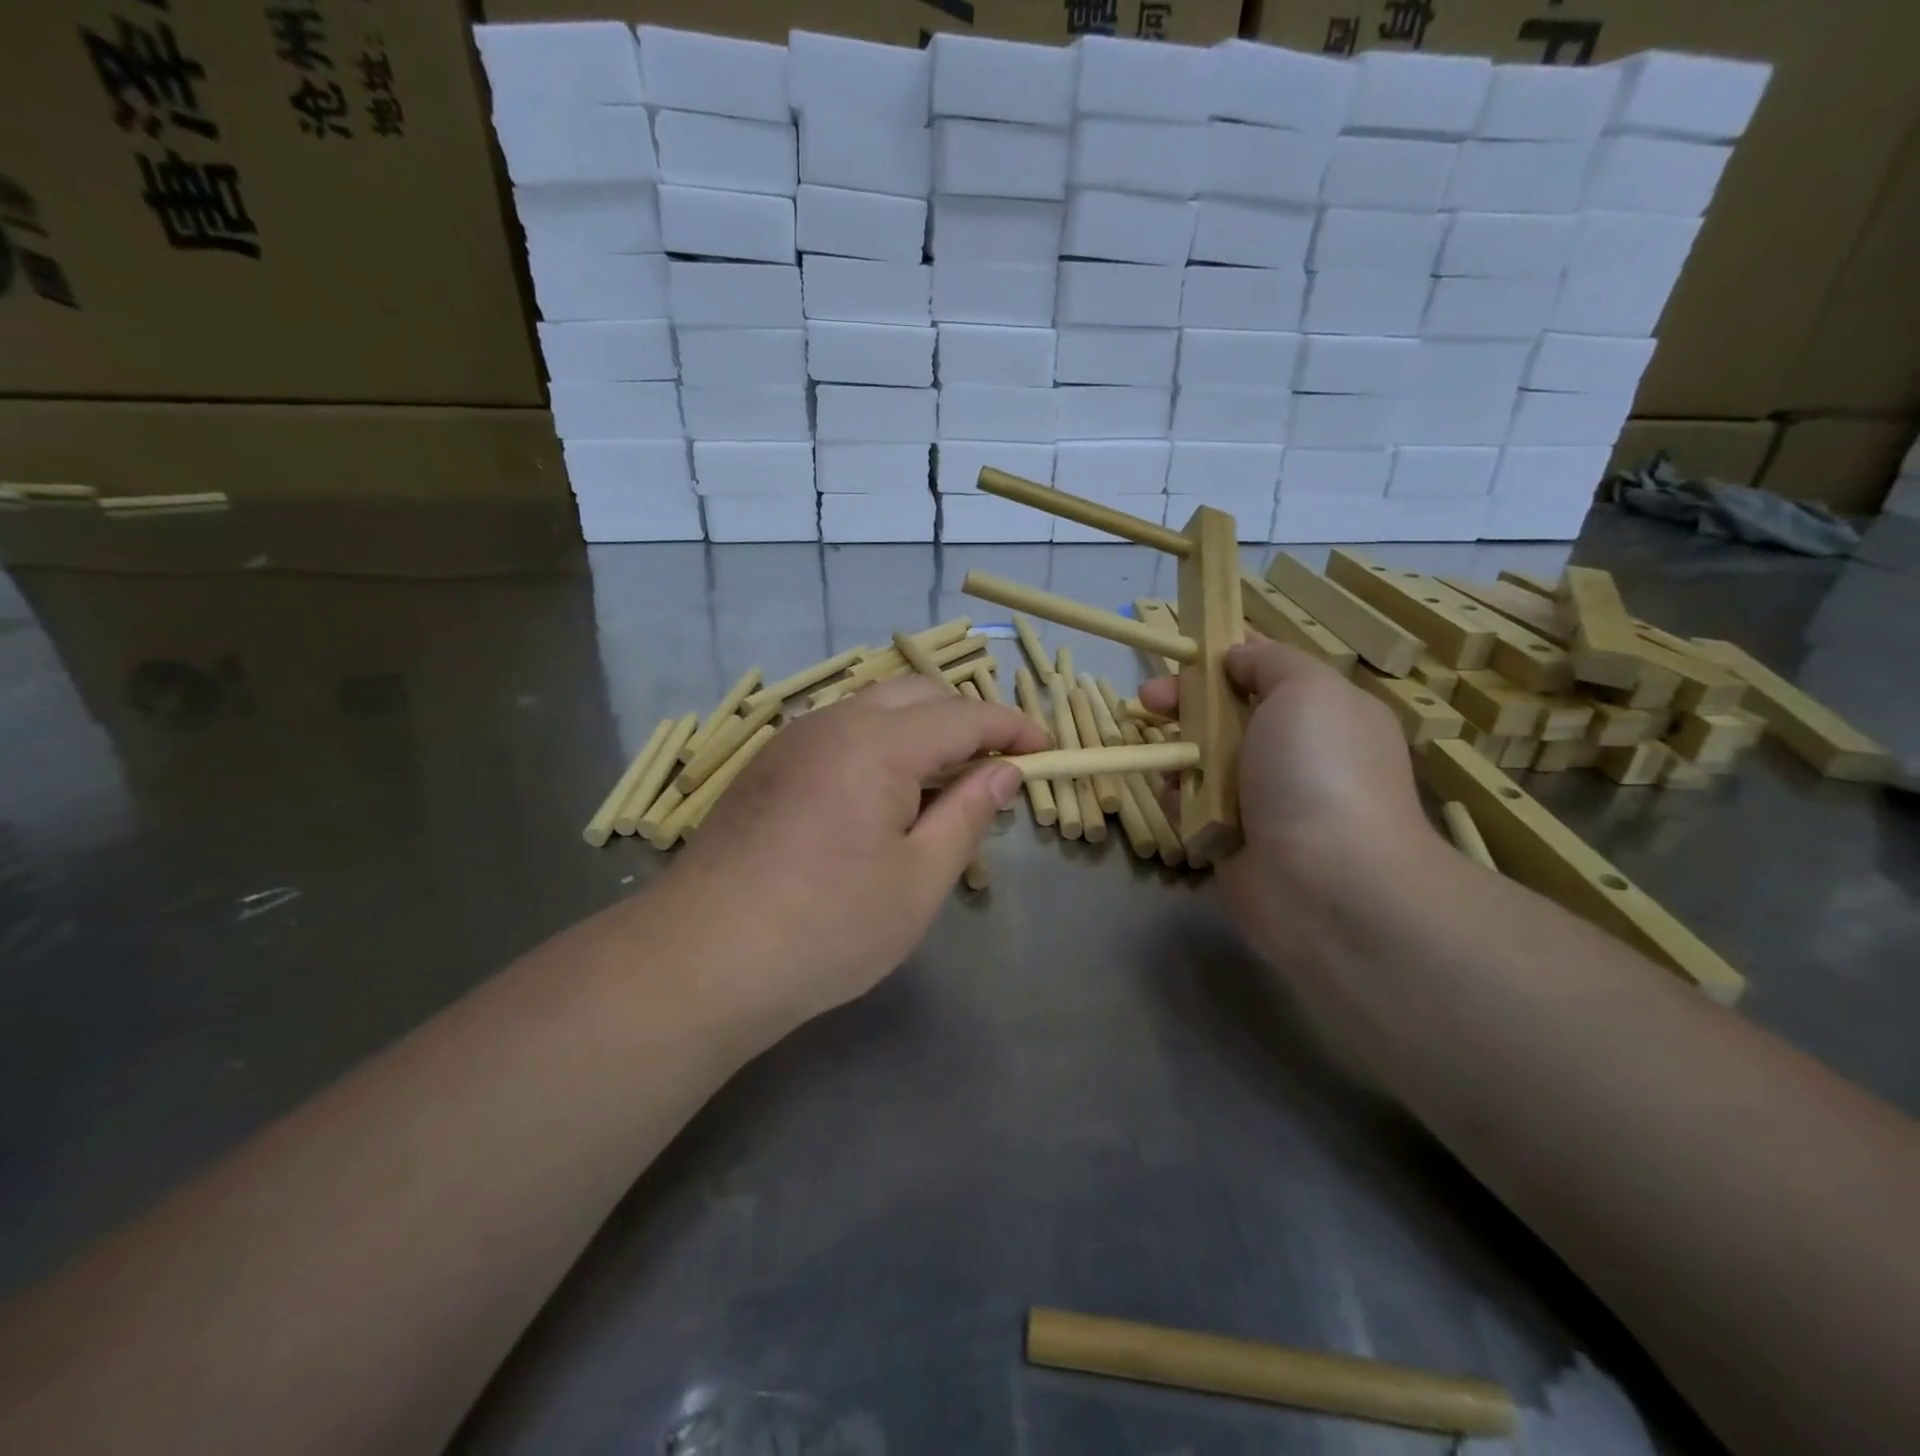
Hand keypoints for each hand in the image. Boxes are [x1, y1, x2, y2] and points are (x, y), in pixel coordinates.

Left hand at [660, 676, 1047, 1031]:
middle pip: (917, 694)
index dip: (1012, 727)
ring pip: (874, 707)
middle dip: (967, 718)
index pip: (963, 715)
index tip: (1047, 750)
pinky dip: (880, 744)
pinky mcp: (767, 766)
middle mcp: (832, 723)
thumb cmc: (826, 928)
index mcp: (877, 743)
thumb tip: (1004, 772)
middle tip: (996, 767)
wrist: (701, 959)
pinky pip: (840, 731)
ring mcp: (792, 741)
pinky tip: (883, 796)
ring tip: (944, 784)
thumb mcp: (917, 880)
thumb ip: (967, 814)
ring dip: (921, 730)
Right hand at [1139, 638, 1435, 956]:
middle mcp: (1296, 755)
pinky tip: (1169, 795)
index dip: (1224, 658)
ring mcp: (1264, 800)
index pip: (1268, 672)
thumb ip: (1270, 661)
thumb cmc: (1319, 771)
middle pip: (1227, 714)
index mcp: (1326, 715)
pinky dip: (1177, 797)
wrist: (1326, 882)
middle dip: (1186, 703)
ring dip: (1177, 752)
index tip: (1185, 654)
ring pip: (1205, 761)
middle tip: (1148, 702)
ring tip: (1160, 755)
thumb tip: (1238, 656)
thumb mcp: (1307, 689)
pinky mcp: (1233, 839)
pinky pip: (1194, 805)